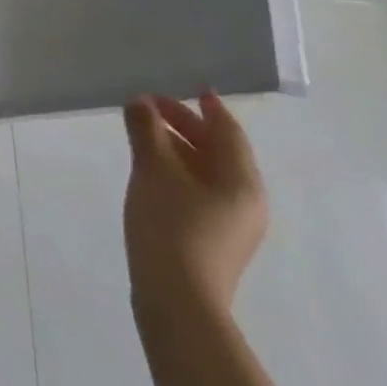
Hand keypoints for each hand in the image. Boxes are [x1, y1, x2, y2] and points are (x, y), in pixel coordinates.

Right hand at [123, 92, 267, 323]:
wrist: (177, 298)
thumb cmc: (172, 224)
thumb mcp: (153, 169)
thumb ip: (146, 129)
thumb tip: (140, 102)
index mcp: (242, 181)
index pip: (228, 132)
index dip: (209, 107)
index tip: (193, 87)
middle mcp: (246, 200)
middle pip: (218, 151)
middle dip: (185, 125)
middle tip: (150, 106)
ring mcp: (232, 223)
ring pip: (207, 172)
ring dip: (178, 148)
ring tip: (144, 134)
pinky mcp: (214, 239)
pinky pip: (200, 190)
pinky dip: (178, 171)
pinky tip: (152, 171)